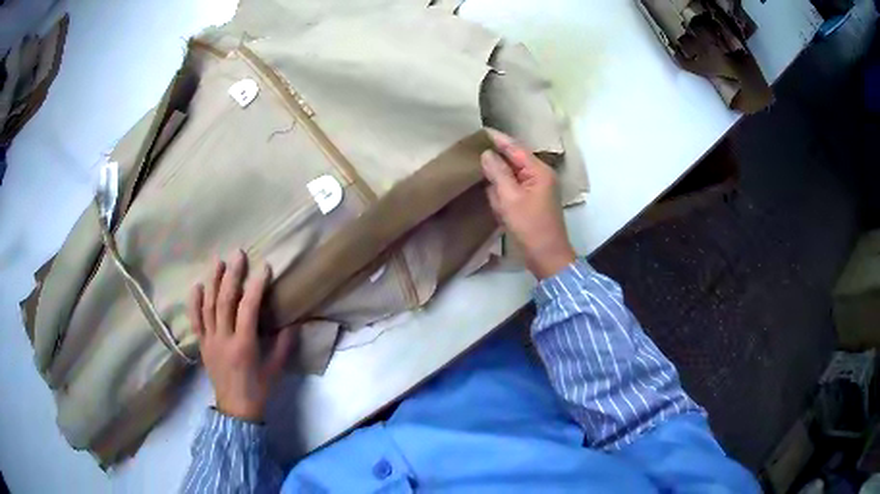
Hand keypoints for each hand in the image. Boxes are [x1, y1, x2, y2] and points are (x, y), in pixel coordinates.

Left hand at [188, 250, 293, 421]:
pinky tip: (197, 285)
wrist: (235, 410)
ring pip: (208, 305)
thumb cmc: (258, 390)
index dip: (256, 286)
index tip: (264, 268)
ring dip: (213, 281)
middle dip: (232, 275)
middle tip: (238, 254)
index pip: (248, 308)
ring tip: (218, 261)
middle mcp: (223, 339)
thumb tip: (293, 322)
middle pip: (224, 301)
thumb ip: (283, 345)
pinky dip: (194, 301)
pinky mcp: (202, 344)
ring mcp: (209, 340)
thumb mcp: (275, 370)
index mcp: (243, 345)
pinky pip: (195, 320)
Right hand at [481, 129, 575, 278]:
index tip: (480, 129)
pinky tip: (490, 190)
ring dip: (498, 176)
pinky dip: (502, 190)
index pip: (515, 147)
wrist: (546, 256)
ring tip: (477, 165)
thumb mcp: (510, 198)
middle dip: (496, 157)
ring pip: (512, 175)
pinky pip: (513, 189)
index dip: (498, 138)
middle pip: (514, 159)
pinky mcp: (531, 201)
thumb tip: (487, 153)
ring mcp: (537, 189)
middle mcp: (539, 176)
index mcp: (538, 171)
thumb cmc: (530, 226)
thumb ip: (498, 173)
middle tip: (473, 148)